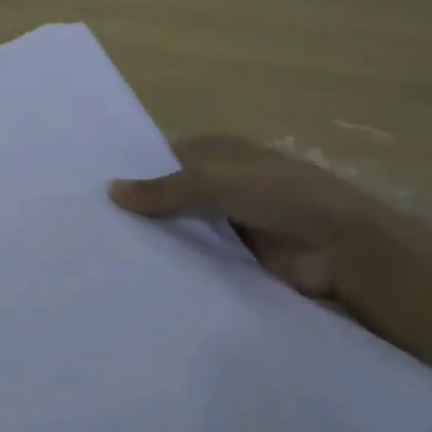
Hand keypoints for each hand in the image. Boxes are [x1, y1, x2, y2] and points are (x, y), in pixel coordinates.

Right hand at [110, 135, 431, 321]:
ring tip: (103, 259)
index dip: (130, 171)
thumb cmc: (278, 192)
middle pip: (167, 195)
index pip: (160, 158)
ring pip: (180, 229)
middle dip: (137, 210)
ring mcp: (227, 222)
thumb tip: (109, 191)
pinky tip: (141, 279)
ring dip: (155, 240)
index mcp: (213, 152)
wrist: (342, 245)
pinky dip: (176, 266)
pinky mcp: (236, 259)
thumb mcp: (215, 179)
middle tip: (88, 231)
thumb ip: (164, 189)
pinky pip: (197, 259)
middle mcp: (216, 184)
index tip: (89, 191)